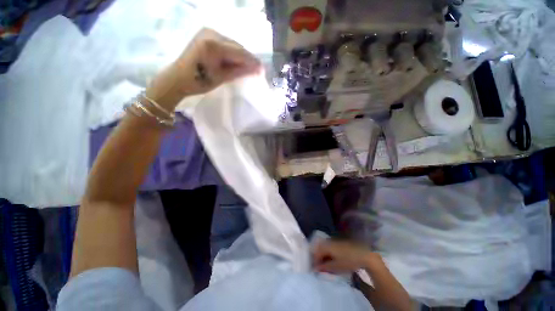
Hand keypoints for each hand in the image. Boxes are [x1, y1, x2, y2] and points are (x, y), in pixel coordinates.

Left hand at [146, 28, 261, 109]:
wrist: (178, 78)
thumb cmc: (199, 81)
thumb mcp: (222, 77)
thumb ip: (240, 71)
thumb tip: (257, 70)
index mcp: (214, 45)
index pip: (239, 52)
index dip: (252, 61)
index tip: (262, 70)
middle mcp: (211, 33)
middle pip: (237, 46)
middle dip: (247, 58)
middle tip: (256, 70)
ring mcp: (207, 32)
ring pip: (232, 44)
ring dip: (240, 56)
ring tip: (247, 67)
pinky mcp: (205, 35)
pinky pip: (225, 43)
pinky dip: (232, 53)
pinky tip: (236, 61)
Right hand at [313, 240, 379, 273]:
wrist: (364, 254)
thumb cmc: (349, 261)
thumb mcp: (336, 266)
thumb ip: (324, 267)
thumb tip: (315, 268)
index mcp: (326, 246)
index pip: (316, 253)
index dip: (315, 262)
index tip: (316, 270)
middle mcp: (329, 241)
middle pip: (320, 249)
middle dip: (319, 259)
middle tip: (321, 268)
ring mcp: (334, 241)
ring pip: (325, 248)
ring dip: (324, 256)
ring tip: (327, 266)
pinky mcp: (340, 243)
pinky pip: (330, 248)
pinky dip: (329, 254)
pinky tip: (334, 261)